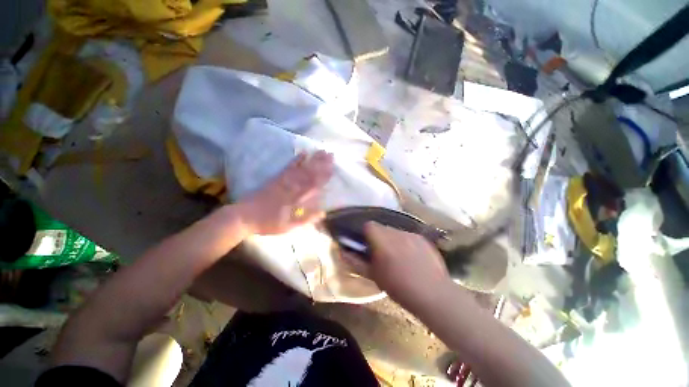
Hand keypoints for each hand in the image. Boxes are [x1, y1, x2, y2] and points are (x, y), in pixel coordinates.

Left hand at [239, 151, 333, 234]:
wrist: (244, 216)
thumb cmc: (268, 223)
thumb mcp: (288, 227)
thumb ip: (306, 219)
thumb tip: (323, 212)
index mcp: (296, 200)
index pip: (313, 186)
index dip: (323, 177)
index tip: (333, 168)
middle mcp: (291, 187)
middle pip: (308, 174)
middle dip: (321, 164)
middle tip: (331, 154)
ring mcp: (283, 181)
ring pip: (301, 168)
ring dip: (312, 160)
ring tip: (321, 151)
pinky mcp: (276, 178)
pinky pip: (288, 167)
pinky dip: (296, 159)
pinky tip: (303, 153)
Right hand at [343, 222, 451, 309]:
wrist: (433, 294)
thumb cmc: (399, 287)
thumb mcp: (374, 276)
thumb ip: (356, 262)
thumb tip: (343, 252)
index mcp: (382, 240)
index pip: (369, 225)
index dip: (365, 232)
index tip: (366, 243)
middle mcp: (396, 233)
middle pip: (382, 227)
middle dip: (379, 236)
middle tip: (381, 252)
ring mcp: (411, 234)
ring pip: (395, 231)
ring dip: (392, 239)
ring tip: (397, 255)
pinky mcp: (423, 239)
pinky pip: (408, 236)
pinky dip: (405, 242)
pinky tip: (412, 256)